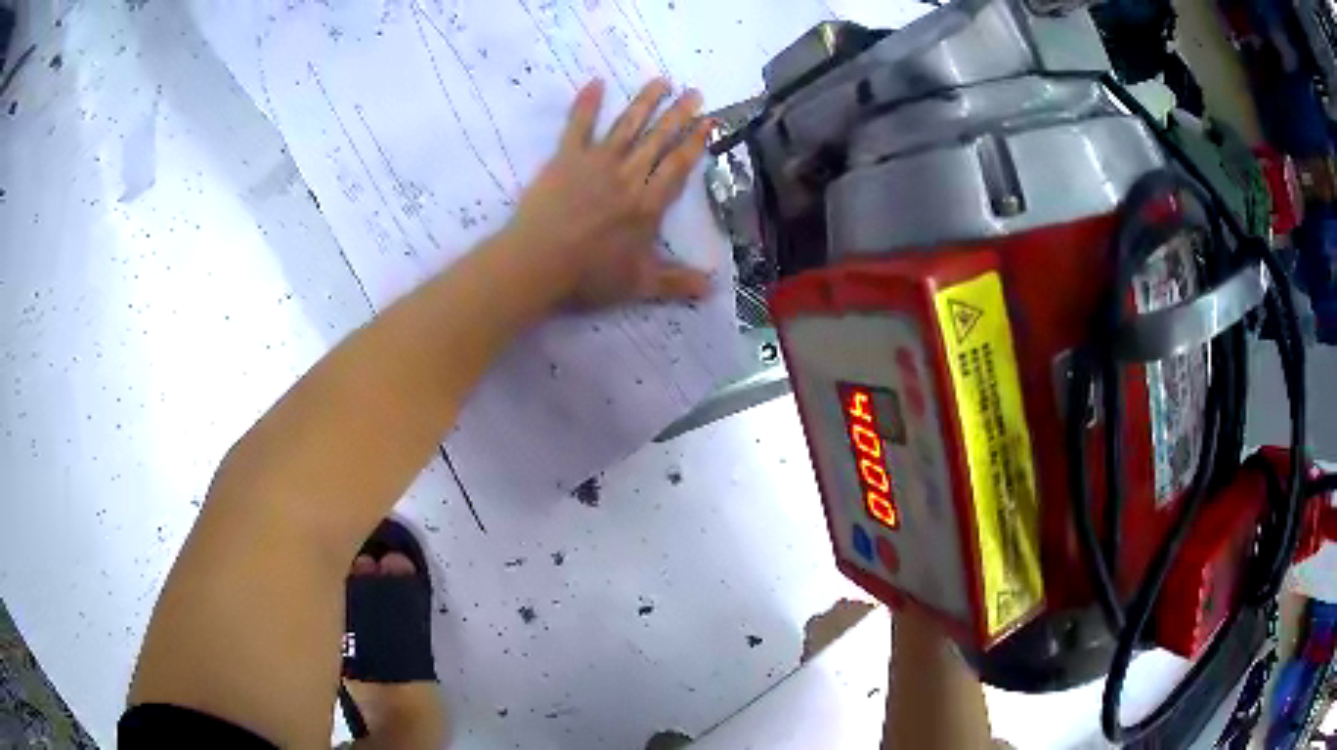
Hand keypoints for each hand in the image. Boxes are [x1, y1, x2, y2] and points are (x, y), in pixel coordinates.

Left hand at [504, 77, 714, 308]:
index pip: (677, 167)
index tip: (709, 121)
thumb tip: (714, 288)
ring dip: (645, 102)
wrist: (538, 263)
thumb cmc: (588, 276)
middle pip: (658, 140)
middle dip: (678, 115)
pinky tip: (596, 82)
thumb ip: (677, 283)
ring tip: (661, 81)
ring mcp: (596, 163)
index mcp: (647, 205)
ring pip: (627, 126)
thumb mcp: (639, 284)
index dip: (695, 143)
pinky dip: (586, 104)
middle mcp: (628, 176)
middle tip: (694, 92)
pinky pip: (578, 126)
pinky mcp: (565, 159)